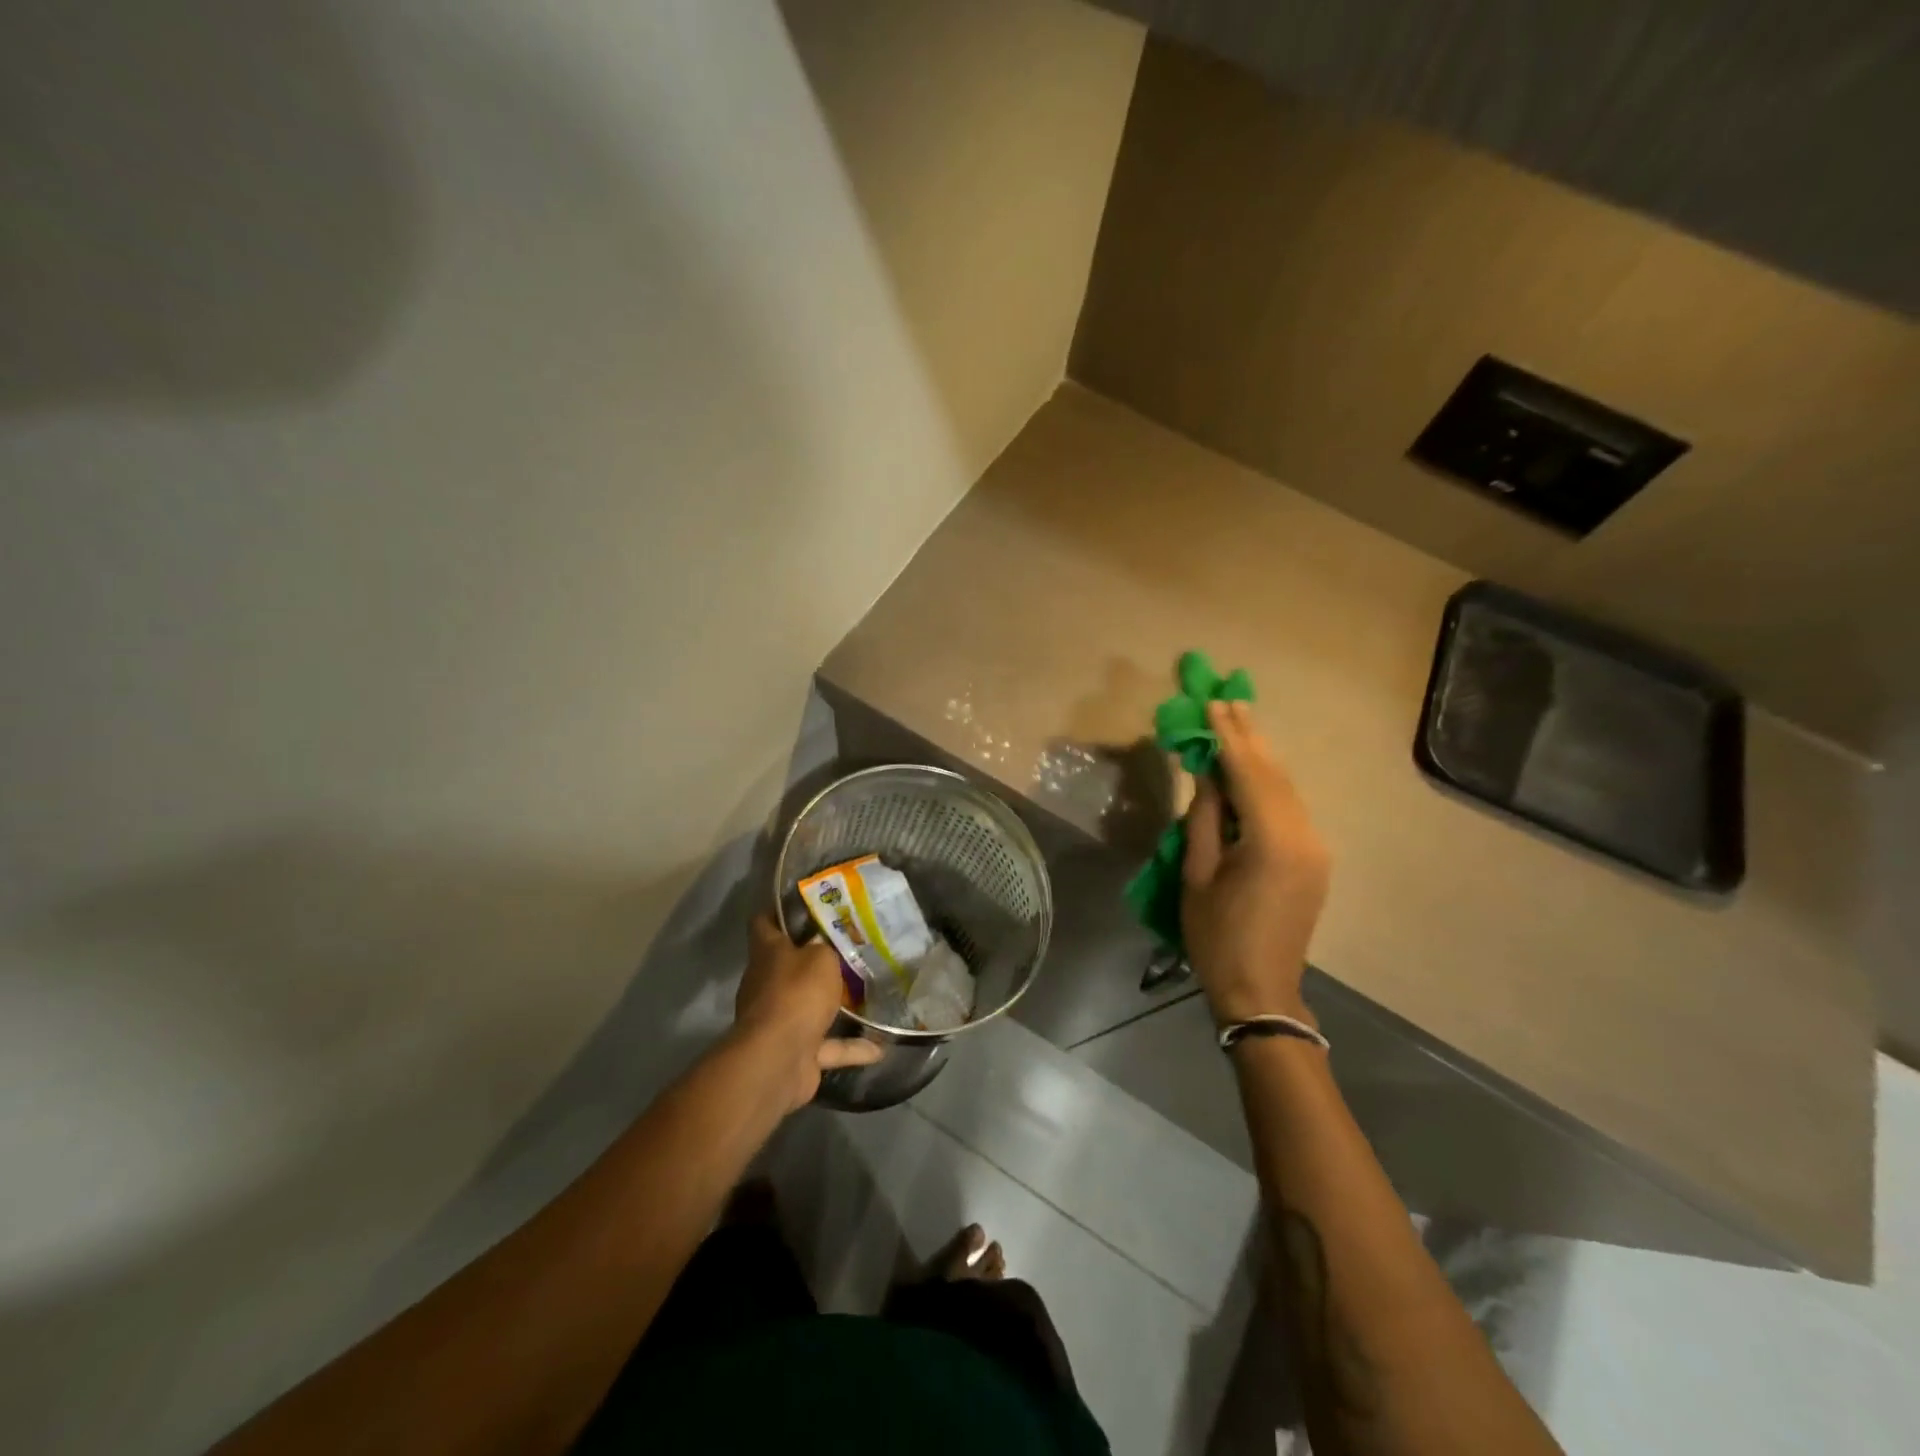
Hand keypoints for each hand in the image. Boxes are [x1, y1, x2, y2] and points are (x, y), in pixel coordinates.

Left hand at [735, 915, 883, 1109]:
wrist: (777, 1059)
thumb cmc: (796, 993)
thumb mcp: (820, 957)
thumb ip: (825, 948)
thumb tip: (825, 944)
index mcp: (768, 954)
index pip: (763, 923)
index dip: (778, 911)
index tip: (805, 904)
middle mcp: (768, 984)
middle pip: (788, 965)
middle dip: (815, 958)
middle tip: (849, 947)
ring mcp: (780, 1020)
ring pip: (809, 1006)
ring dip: (835, 1005)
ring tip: (867, 994)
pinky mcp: (796, 1052)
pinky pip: (828, 1046)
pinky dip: (851, 1047)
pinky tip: (881, 1047)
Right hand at [1182, 700, 1331, 1027]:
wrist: (1260, 989)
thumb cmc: (1216, 935)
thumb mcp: (1197, 873)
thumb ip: (1204, 817)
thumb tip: (1206, 773)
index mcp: (1272, 840)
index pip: (1248, 774)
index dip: (1228, 738)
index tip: (1212, 704)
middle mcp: (1304, 835)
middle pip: (1274, 774)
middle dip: (1249, 736)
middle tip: (1228, 700)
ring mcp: (1315, 847)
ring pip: (1286, 788)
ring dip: (1261, 756)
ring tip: (1240, 722)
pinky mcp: (1315, 859)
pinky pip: (1291, 808)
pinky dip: (1269, 783)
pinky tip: (1253, 768)